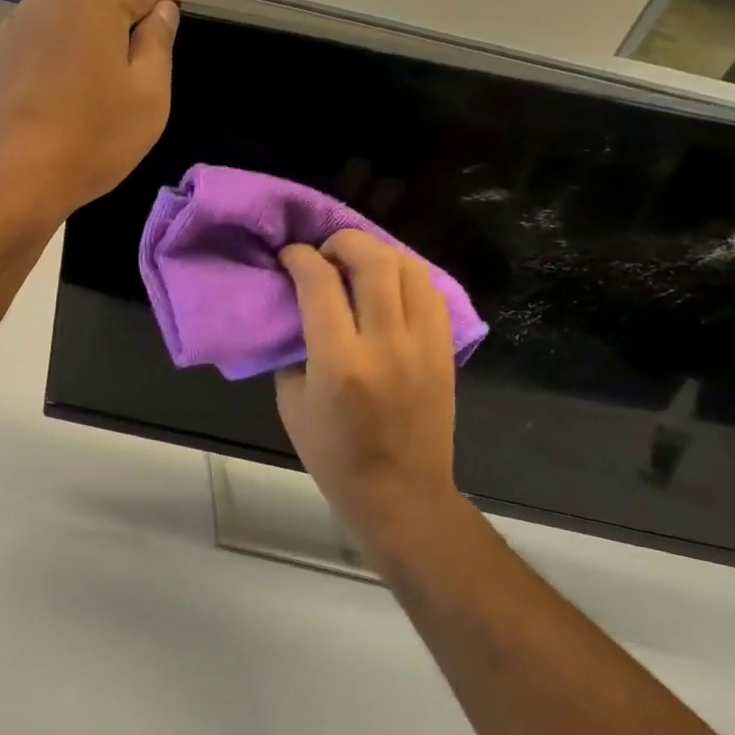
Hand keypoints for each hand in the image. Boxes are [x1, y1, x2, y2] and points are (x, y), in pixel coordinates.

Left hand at [0, 0, 181, 243]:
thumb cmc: (90, 140)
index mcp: (92, 6)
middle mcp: (50, 2)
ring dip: (95, 3)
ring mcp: (17, 27)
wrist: (6, 180)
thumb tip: (161, 10)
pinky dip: (68, 27)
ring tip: (117, 23)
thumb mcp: (147, 98)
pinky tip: (75, 51)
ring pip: (65, 1)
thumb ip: (157, 45)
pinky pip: (43, 26)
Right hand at [276, 231, 461, 549]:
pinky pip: (431, 292)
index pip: (320, 282)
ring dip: (379, 253)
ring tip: (358, 264)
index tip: (289, 255)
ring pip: (409, 267)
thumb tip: (298, 304)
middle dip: (343, 241)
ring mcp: (423, 345)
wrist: (401, 493)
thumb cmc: (334, 455)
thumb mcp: (291, 401)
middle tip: (325, 252)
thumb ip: (294, 346)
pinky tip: (389, 286)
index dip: (300, 257)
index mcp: (339, 362)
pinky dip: (407, 276)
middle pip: (372, 259)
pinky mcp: (444, 350)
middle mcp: (386, 344)